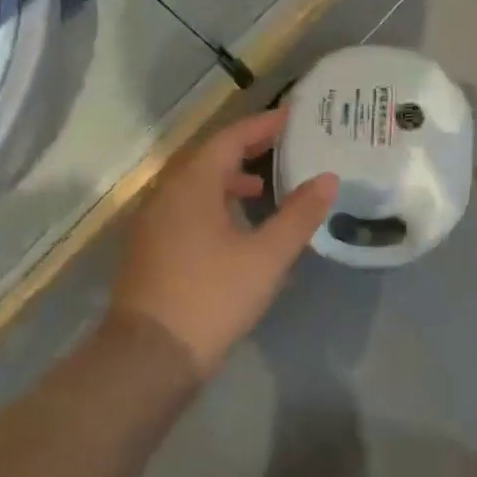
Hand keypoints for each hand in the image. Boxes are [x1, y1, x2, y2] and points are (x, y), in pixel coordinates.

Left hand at [111, 109, 336, 374]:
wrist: (148, 359)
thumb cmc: (211, 297)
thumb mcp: (267, 256)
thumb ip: (299, 214)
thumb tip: (328, 178)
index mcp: (192, 185)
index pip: (230, 139)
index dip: (262, 125)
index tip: (293, 117)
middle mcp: (167, 195)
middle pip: (209, 157)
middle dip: (246, 148)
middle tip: (283, 145)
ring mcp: (154, 224)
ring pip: (196, 185)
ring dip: (229, 178)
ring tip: (263, 187)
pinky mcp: (151, 250)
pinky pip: (187, 209)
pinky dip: (215, 203)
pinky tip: (236, 228)